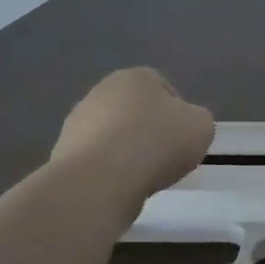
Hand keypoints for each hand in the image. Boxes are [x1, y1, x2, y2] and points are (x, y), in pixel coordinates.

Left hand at [52, 68, 215, 197]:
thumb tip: (184, 125)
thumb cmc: (157, 143)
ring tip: (143, 176)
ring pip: (113, 134)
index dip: (178, 113)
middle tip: (166, 157)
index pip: (163, 87)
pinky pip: (97, 159)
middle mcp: (101, 91)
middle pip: (135, 110)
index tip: (185, 137)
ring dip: (127, 151)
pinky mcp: (63, 153)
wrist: (101, 180)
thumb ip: (196, 120)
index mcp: (136, 77)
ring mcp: (77, 122)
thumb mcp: (202, 126)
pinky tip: (120, 186)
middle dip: (149, 130)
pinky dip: (109, 170)